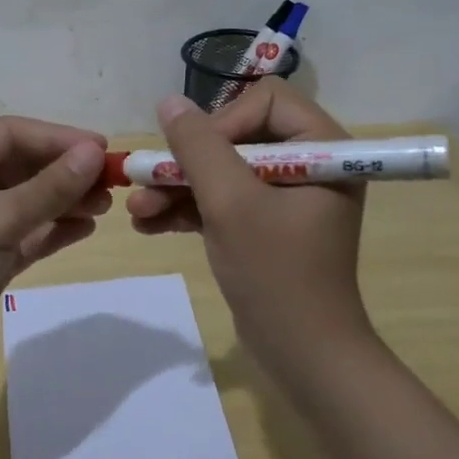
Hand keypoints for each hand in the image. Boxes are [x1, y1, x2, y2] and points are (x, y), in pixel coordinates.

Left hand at [0, 117, 109, 382]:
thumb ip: (48, 188)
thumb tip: (95, 153)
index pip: (8, 134)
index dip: (56, 137)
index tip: (101, 149)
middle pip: (20, 165)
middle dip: (64, 171)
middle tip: (111, 181)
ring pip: (27, 200)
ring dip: (65, 200)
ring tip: (106, 206)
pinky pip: (26, 233)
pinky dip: (54, 229)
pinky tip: (86, 229)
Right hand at [128, 80, 372, 378]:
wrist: (303, 357)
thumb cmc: (276, 273)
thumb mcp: (231, 203)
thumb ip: (198, 147)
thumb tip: (169, 102)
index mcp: (321, 148)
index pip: (265, 101)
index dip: (223, 121)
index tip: (196, 157)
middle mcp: (306, 164)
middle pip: (235, 135)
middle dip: (187, 162)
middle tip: (146, 181)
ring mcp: (283, 197)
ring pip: (221, 170)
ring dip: (178, 188)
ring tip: (137, 210)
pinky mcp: (263, 225)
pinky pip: (222, 201)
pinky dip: (188, 210)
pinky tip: (148, 224)